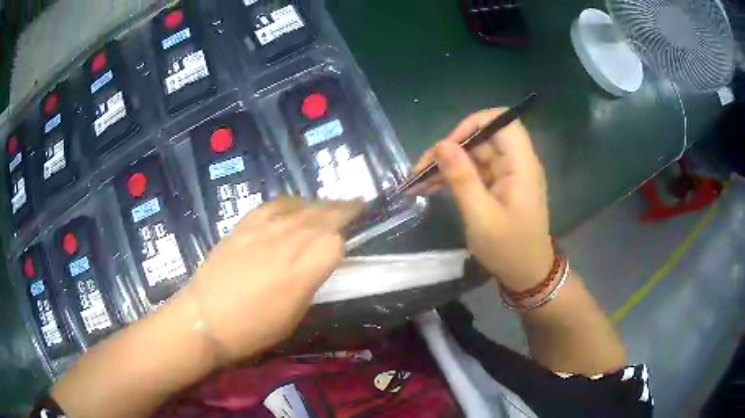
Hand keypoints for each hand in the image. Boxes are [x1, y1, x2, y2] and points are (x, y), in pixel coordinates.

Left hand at [183, 197, 362, 362]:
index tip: (346, 248)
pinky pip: (272, 206)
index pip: (333, 244)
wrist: (204, 318)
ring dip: (321, 203)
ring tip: (332, 203)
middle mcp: (284, 245)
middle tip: (358, 203)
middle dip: (343, 209)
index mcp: (299, 274)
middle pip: (321, 218)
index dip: (343, 244)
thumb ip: (309, 286)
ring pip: (300, 208)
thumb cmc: (251, 330)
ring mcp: (262, 231)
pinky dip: (290, 202)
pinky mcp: (243, 226)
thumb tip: (319, 266)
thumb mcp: (291, 318)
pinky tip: (296, 204)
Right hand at [411, 109, 552, 290]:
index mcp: (521, 165)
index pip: (502, 121)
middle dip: (450, 150)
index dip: (473, 124)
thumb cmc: (509, 249)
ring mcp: (507, 175)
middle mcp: (516, 163)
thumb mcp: (481, 217)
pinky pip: (475, 172)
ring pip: (474, 155)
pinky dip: (454, 178)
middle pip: (482, 139)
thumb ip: (462, 178)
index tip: (448, 145)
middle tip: (420, 170)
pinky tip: (430, 187)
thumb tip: (441, 145)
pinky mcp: (499, 187)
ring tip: (417, 182)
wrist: (527, 276)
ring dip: (447, 165)